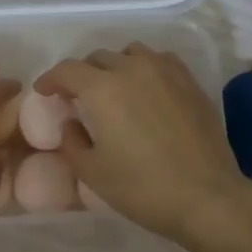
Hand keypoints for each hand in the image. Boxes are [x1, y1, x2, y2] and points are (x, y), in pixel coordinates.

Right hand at [37, 43, 251, 245]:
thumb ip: (72, 142)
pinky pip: (161, 61)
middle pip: (99, 58)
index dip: (51, 79)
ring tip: (115, 90)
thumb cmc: (142, 188)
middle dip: (82, 75)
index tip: (44, 92)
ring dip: (115, 67)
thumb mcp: (93, 172)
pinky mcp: (191, 82)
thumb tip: (71, 124)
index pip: (68, 70)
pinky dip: (146, 69)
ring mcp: (167, 72)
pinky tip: (147, 91)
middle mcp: (133, 69)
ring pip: (131, 54)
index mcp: (103, 89)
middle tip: (78, 98)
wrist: (207, 197)